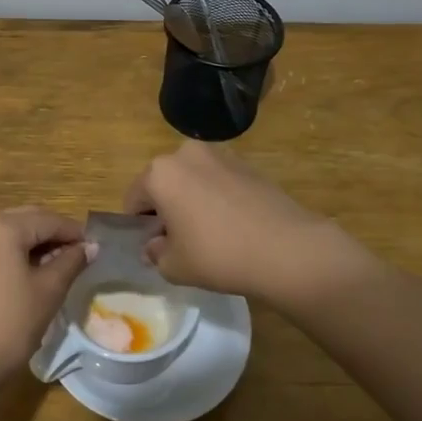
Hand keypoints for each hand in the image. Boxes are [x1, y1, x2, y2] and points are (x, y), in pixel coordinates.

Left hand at [0, 207, 93, 388]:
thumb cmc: (10, 323)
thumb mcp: (48, 290)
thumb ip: (71, 262)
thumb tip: (91, 246)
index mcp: (3, 227)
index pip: (48, 220)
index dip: (74, 232)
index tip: (96, 247)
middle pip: (28, 219)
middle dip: (55, 234)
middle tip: (81, 255)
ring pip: (12, 232)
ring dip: (37, 243)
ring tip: (63, 265)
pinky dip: (19, 252)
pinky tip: (37, 271)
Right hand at [125, 141, 356, 306]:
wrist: (287, 249)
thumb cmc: (218, 255)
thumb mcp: (174, 266)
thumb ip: (155, 254)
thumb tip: (154, 246)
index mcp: (160, 173)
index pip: (134, 199)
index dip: (139, 226)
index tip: (153, 247)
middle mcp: (185, 154)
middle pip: (163, 183)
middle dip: (165, 209)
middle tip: (181, 241)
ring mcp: (220, 155)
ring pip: (192, 180)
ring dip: (191, 200)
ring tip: (210, 234)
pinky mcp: (247, 164)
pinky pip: (218, 181)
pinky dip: (217, 198)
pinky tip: (232, 226)